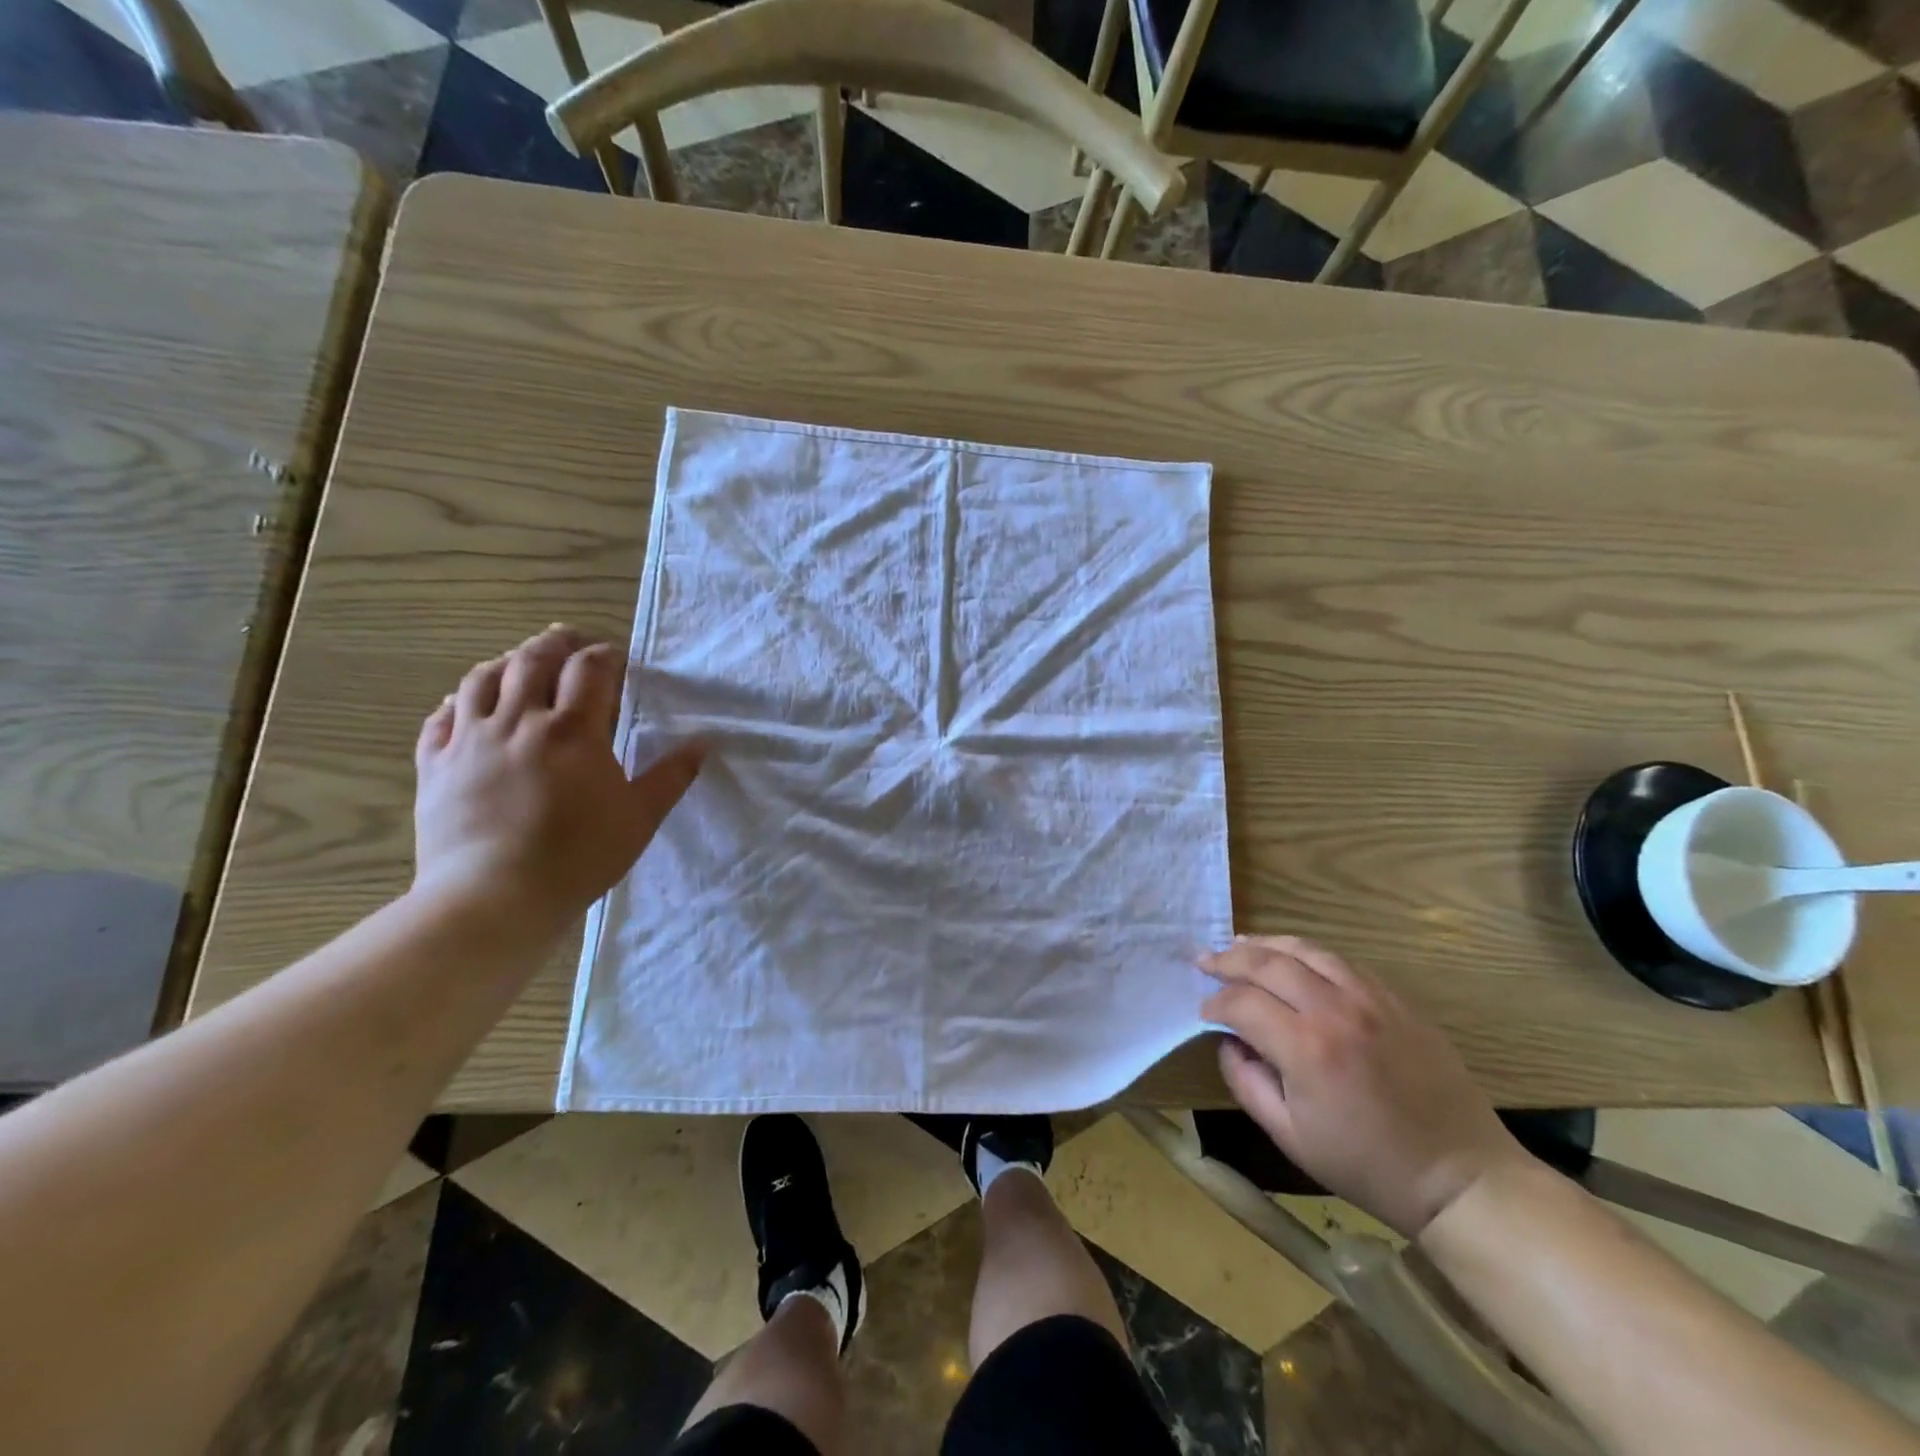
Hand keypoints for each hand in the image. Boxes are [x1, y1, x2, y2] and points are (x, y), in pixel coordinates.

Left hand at [412, 625, 703, 933]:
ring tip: (519, 660)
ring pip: (481, 680)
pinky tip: (464, 703)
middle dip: (554, 643)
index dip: (604, 656)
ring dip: (505, 661)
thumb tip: (704, 742)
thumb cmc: (579, 856)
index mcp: (572, 730)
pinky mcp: (435, 765)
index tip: (616, 657)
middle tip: (569, 638)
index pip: (589, 670)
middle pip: (532, 660)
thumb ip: (672, 775)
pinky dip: (456, 702)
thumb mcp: (640, 817)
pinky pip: (440, 718)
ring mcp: (469, 741)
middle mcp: (518, 722)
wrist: (493, 898)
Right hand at [1201, 936, 1528, 1237]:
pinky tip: (1293, 960)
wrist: (1461, 1177)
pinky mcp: (1397, 999)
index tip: (1203, 1011)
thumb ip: (1246, 1082)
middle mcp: (1335, 1009)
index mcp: (1306, 1048)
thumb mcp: (1289, 1136)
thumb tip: (1228, 1041)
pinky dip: (1307, 954)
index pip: (1242, 1002)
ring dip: (1266, 945)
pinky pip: (1342, 961)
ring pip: (1305, 950)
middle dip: (1229, 959)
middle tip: (1205, 961)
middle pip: (1268, 963)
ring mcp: (1371, 998)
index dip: (1214, 1002)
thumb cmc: (1368, 1166)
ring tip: (1240, 945)